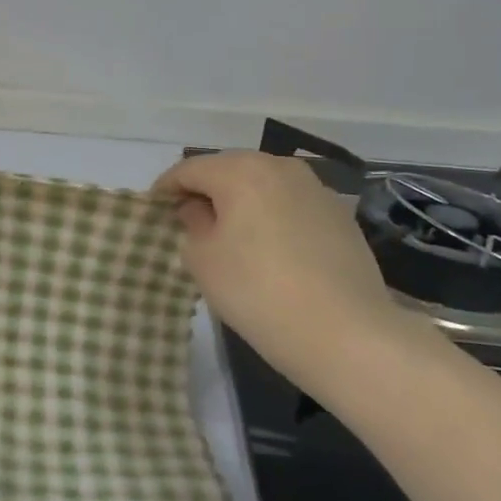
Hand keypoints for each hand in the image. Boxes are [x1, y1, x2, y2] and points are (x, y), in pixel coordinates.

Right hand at [151, 152, 427, 391]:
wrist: (346, 333)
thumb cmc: (258, 292)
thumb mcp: (203, 260)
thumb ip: (192, 224)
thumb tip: (198, 209)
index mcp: (241, 171)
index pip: (190, 169)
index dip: (166, 188)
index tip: (154, 211)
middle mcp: (280, 167)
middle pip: (228, 169)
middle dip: (205, 191)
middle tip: (188, 222)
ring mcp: (315, 188)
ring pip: (262, 184)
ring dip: (240, 201)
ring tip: (228, 234)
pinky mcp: (339, 214)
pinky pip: (289, 203)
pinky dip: (270, 215)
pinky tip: (268, 248)